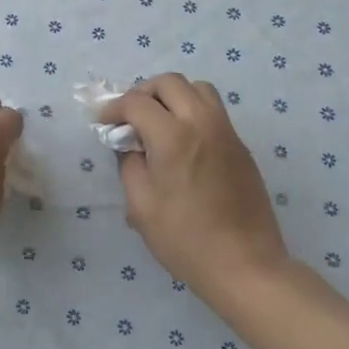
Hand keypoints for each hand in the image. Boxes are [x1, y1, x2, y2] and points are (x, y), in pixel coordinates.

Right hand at [99, 74, 290, 308]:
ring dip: (173, 95)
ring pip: (198, 89)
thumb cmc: (185, 239)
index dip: (114, 108)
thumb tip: (129, 144)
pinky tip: (183, 141)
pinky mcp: (241, 146)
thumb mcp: (141, 205)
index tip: (103, 121)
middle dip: (144, 92)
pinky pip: (214, 111)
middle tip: (130, 116)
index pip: (137, 102)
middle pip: (170, 82)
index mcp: (173, 136)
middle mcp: (202, 123)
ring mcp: (226, 132)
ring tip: (159, 121)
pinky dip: (192, 111)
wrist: (246, 266)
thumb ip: (129, 164)